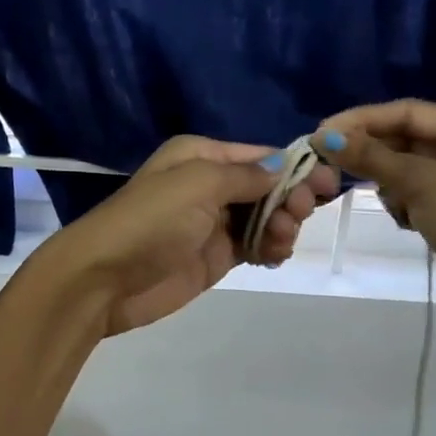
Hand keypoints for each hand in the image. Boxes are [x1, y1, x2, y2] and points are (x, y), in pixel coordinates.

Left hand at [39, 136, 338, 335]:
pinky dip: (271, 248)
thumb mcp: (198, 184)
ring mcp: (214, 223)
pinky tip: (274, 255)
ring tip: (279, 240)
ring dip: (283, 225)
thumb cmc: (151, 220)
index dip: (296, 167)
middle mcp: (210, 185)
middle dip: (291, 197)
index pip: (261, 155)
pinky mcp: (216, 256)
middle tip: (299, 214)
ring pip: (267, 217)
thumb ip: (246, 176)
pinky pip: (256, 245)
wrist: (106, 279)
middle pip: (268, 186)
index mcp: (202, 156)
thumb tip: (283, 167)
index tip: (329, 182)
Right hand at [314, 100, 435, 319]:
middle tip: (332, 163)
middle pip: (406, 138)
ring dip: (390, 183)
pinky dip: (403, 202)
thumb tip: (324, 137)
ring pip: (407, 167)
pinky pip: (416, 191)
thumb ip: (370, 157)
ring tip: (391, 203)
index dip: (362, 120)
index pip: (407, 111)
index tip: (322, 133)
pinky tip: (405, 220)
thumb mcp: (417, 182)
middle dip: (374, 154)